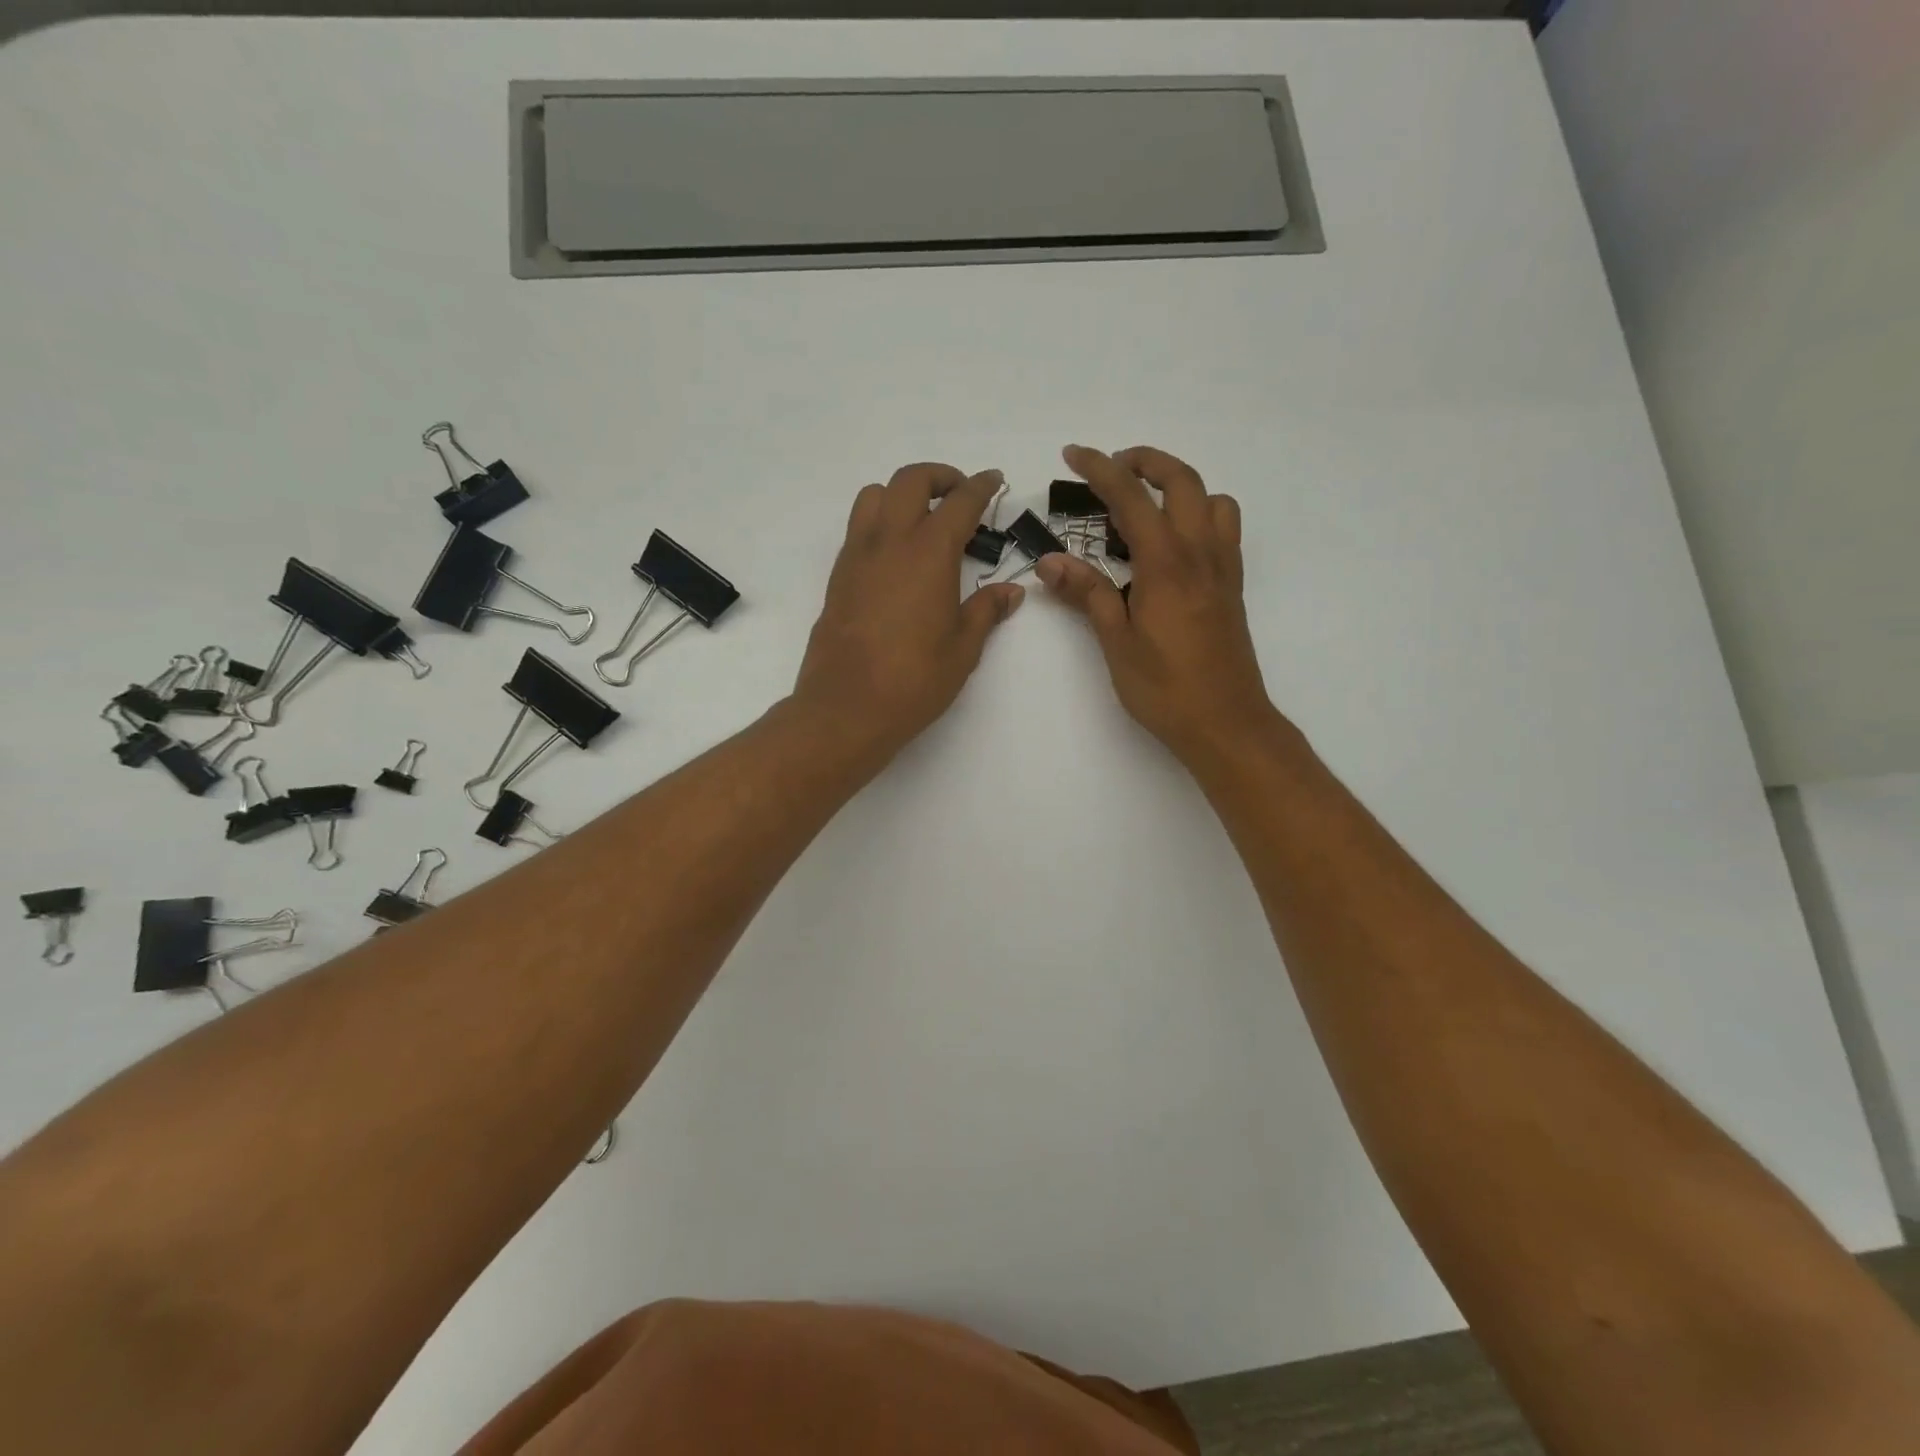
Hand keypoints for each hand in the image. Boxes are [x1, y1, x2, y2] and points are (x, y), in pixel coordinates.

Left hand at [794, 462, 1024, 758]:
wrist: (846, 708)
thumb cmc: (914, 680)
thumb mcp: (963, 649)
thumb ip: (986, 611)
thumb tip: (1010, 592)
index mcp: (929, 553)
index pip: (960, 502)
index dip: (981, 486)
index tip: (994, 480)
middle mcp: (889, 542)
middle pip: (910, 481)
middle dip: (940, 477)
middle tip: (959, 496)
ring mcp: (857, 557)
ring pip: (874, 496)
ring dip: (901, 495)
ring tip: (921, 521)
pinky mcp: (837, 577)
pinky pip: (857, 529)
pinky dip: (879, 523)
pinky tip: (896, 559)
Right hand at [1036, 445, 1283, 768]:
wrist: (1226, 721)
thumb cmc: (1165, 688)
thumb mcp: (1116, 642)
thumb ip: (1088, 594)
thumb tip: (1049, 562)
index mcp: (1166, 564)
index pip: (1131, 498)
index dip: (1100, 469)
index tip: (1074, 455)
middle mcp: (1200, 553)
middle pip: (1182, 480)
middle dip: (1146, 461)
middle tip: (1113, 466)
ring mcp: (1222, 567)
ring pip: (1212, 499)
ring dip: (1180, 486)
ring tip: (1146, 505)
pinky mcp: (1232, 586)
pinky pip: (1223, 528)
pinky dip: (1200, 513)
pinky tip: (1173, 544)